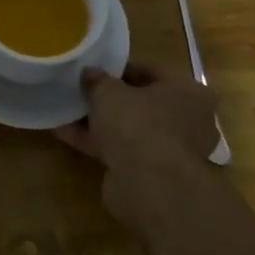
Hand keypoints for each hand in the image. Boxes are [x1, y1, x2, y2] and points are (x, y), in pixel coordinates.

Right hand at [55, 64, 219, 197]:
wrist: (149, 186)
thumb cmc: (138, 124)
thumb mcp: (109, 92)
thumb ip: (97, 80)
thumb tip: (90, 73)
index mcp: (188, 92)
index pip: (151, 71)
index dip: (119, 68)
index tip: (94, 69)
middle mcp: (188, 120)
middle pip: (142, 102)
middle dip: (110, 98)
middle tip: (81, 91)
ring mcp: (171, 149)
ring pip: (131, 128)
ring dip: (101, 122)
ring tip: (67, 111)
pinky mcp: (153, 173)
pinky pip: (122, 149)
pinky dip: (98, 142)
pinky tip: (66, 134)